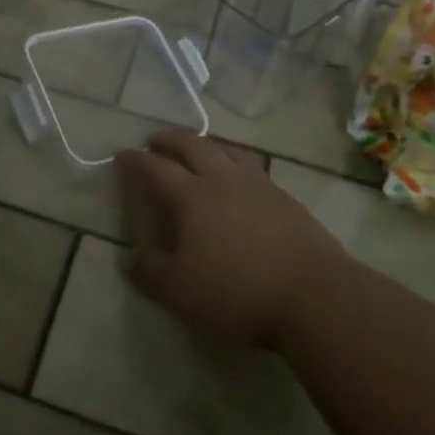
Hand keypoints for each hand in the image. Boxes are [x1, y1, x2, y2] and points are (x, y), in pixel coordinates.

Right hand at [116, 129, 344, 348]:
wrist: (313, 295)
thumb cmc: (236, 292)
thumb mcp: (179, 291)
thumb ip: (149, 271)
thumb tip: (125, 258)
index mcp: (191, 196)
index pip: (155, 168)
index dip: (135, 160)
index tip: (121, 155)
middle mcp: (222, 179)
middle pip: (192, 145)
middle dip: (169, 139)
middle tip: (154, 140)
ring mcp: (258, 184)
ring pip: (226, 149)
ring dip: (205, 144)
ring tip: (196, 150)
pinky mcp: (285, 197)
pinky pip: (251, 167)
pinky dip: (233, 163)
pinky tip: (237, 181)